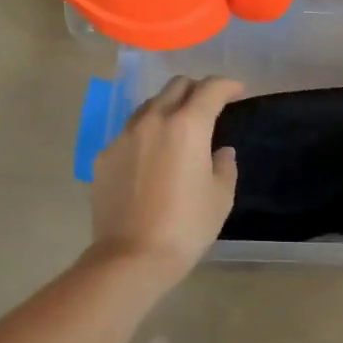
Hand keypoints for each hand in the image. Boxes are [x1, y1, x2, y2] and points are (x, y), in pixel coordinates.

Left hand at [90, 75, 242, 285]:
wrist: (130, 258)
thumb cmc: (186, 227)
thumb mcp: (220, 197)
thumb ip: (224, 165)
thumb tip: (219, 152)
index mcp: (188, 126)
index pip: (210, 88)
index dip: (227, 85)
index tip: (237, 91)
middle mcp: (154, 120)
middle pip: (177, 86)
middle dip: (197, 89)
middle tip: (209, 106)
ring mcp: (124, 136)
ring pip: (150, 104)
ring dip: (169, 107)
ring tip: (178, 128)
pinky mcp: (105, 155)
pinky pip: (130, 131)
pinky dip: (146, 133)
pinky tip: (151, 156)